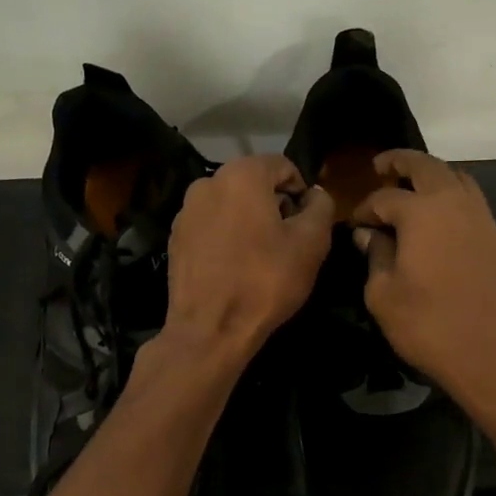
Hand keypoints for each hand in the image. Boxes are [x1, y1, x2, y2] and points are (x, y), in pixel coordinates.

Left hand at [163, 155, 333, 364]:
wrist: (210, 329)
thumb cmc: (265, 281)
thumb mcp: (311, 243)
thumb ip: (321, 208)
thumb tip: (315, 195)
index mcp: (241, 175)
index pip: (283, 166)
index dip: (302, 192)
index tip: (307, 224)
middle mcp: (207, 182)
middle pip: (254, 183)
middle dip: (274, 206)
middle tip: (287, 243)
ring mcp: (186, 210)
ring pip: (231, 205)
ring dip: (250, 221)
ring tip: (260, 257)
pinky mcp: (175, 238)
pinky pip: (211, 226)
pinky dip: (226, 237)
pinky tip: (235, 267)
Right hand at [353, 150, 495, 424]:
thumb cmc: (431, 328)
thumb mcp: (384, 297)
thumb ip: (375, 257)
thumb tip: (369, 235)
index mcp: (422, 212)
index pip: (385, 198)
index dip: (364, 209)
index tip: (354, 224)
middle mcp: (455, 204)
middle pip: (427, 166)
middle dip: (401, 162)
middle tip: (382, 166)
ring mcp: (483, 219)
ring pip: (456, 178)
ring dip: (432, 175)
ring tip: (412, 188)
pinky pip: (471, 201)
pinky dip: (452, 196)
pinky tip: (438, 219)